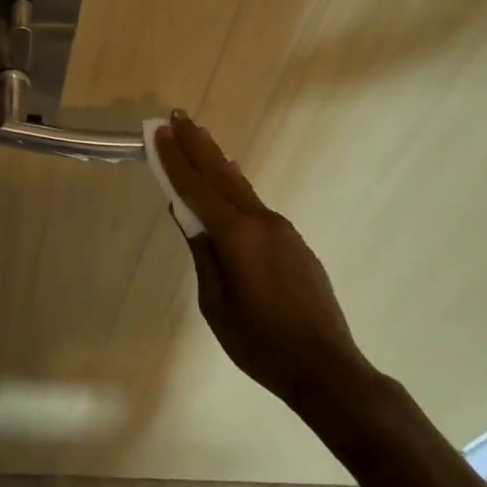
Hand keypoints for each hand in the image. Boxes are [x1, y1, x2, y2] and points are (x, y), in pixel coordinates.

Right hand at [154, 113, 368, 416]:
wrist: (327, 368)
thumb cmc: (261, 343)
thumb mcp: (216, 304)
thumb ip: (202, 255)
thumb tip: (188, 218)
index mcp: (237, 235)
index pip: (197, 188)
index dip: (175, 160)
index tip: (159, 133)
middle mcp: (261, 222)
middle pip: (221, 174)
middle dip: (197, 145)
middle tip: (178, 117)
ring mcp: (282, 230)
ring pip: (241, 188)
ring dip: (217, 162)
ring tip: (200, 138)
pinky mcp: (294, 244)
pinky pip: (256, 206)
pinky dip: (236, 188)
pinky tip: (230, 183)